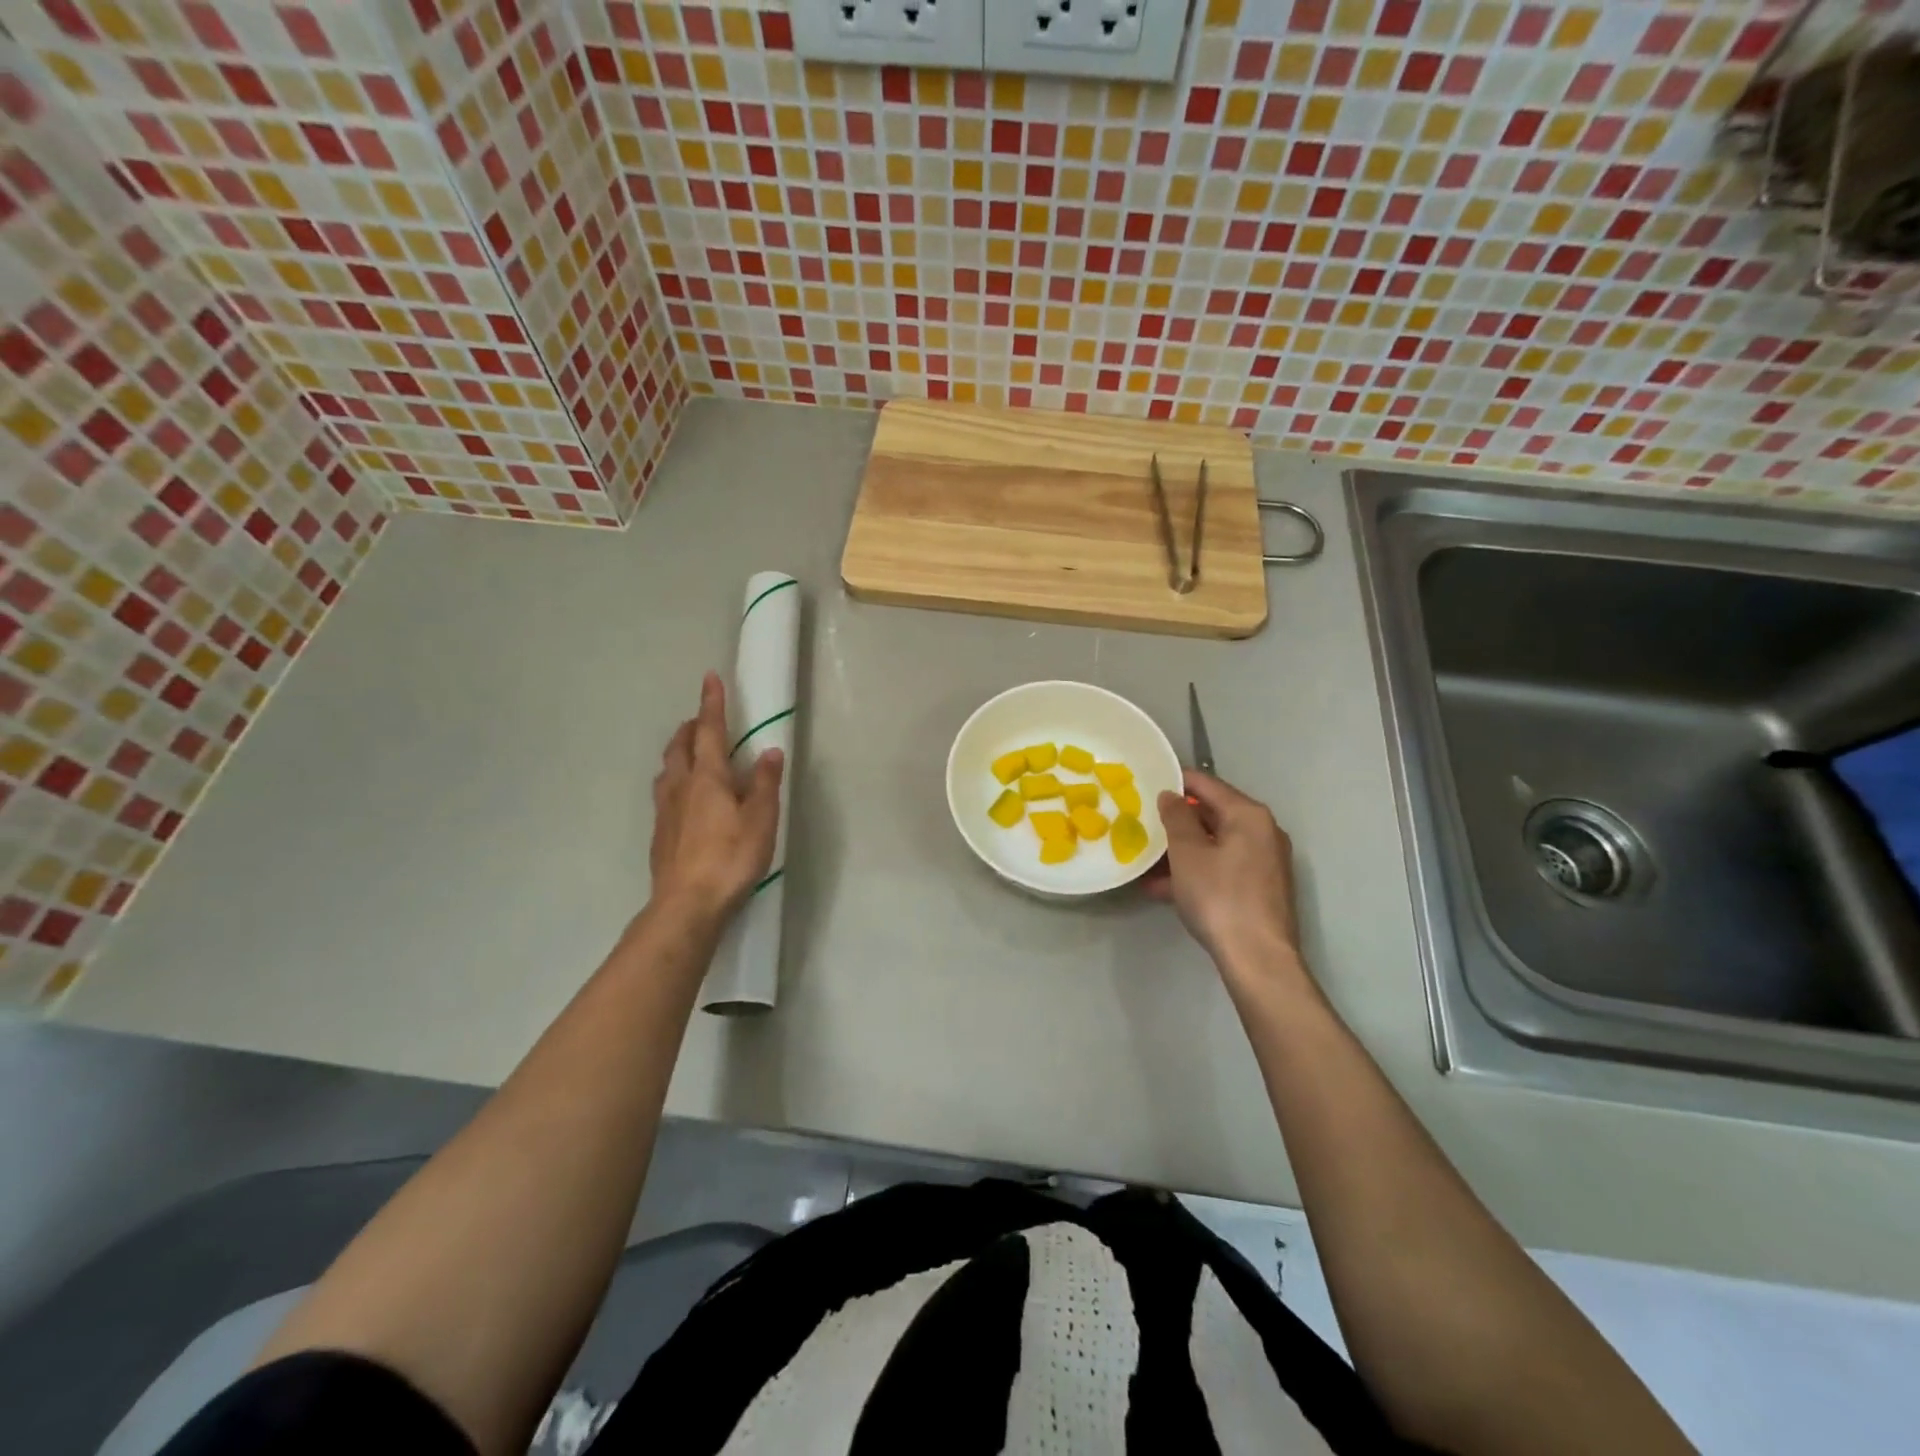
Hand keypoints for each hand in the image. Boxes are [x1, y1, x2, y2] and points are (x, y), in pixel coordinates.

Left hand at [648, 672, 783, 928]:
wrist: (686, 903)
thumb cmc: (730, 857)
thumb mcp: (760, 819)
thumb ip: (765, 783)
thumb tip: (770, 750)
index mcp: (707, 777)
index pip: (709, 730)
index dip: (711, 704)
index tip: (710, 678)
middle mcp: (680, 786)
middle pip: (680, 746)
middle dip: (691, 727)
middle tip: (703, 720)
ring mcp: (665, 810)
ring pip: (667, 768)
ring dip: (679, 752)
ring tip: (692, 753)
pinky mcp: (660, 833)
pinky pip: (665, 792)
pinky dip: (675, 779)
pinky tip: (685, 797)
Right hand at [1147, 771, 1307, 987]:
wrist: (1257, 958)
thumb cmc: (1219, 896)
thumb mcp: (1187, 853)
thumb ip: (1176, 818)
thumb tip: (1170, 795)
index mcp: (1248, 815)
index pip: (1207, 784)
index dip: (1176, 781)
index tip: (1147, 782)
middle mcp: (1263, 832)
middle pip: (1213, 814)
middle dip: (1177, 821)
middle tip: (1143, 821)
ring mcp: (1264, 862)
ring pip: (1215, 845)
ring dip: (1182, 850)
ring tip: (1147, 859)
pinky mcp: (1260, 889)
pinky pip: (1222, 868)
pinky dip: (1196, 871)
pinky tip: (1162, 888)